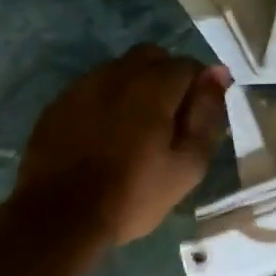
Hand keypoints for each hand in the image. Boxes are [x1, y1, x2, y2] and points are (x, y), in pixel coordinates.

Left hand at [13, 46, 232, 246]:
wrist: (58, 218)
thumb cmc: (133, 193)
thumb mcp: (188, 163)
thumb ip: (207, 113)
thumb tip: (218, 73)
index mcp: (154, 84)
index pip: (189, 65)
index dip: (199, 88)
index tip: (197, 119)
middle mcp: (118, 72)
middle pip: (152, 57)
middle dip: (166, 78)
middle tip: (168, 119)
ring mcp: (83, 86)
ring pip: (120, 70)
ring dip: (134, 87)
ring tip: (134, 128)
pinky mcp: (58, 104)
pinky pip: (92, 89)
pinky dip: (105, 101)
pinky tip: (103, 134)